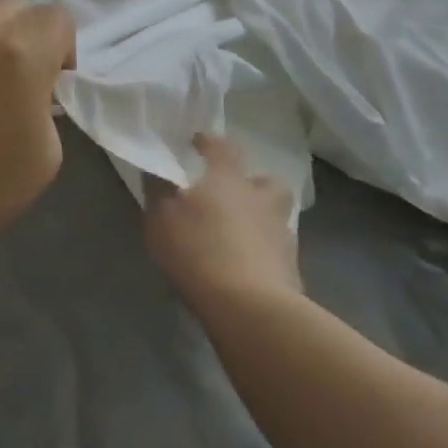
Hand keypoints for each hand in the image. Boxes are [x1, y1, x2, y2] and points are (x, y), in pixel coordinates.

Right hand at [145, 134, 300, 307]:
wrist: (250, 306)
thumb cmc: (198, 250)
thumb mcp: (160, 218)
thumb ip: (158, 190)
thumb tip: (157, 170)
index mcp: (228, 179)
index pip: (222, 148)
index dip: (209, 142)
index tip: (197, 141)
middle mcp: (260, 198)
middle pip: (265, 181)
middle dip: (251, 183)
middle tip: (232, 194)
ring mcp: (281, 232)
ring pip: (274, 215)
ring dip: (259, 217)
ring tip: (238, 233)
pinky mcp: (290, 266)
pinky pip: (276, 248)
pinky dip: (263, 250)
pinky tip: (246, 264)